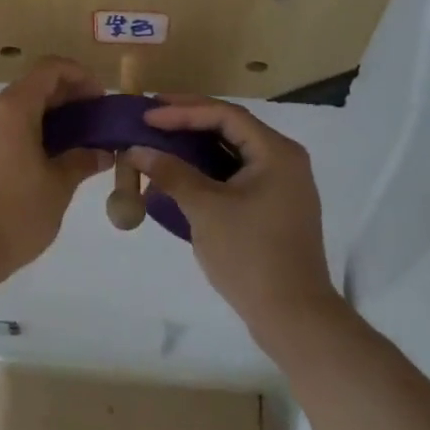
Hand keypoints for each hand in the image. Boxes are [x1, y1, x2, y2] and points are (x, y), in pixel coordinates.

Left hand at [0, 56, 112, 282]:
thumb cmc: (12, 215)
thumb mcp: (57, 189)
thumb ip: (80, 162)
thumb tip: (100, 153)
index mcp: (12, 109)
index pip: (50, 69)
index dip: (79, 76)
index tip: (100, 100)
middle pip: (32, 88)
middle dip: (66, 100)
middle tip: (92, 125)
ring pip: (14, 111)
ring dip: (45, 120)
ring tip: (70, 148)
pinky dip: (24, 135)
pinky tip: (39, 165)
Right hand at [127, 96, 340, 335]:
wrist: (294, 318)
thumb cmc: (250, 256)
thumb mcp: (205, 209)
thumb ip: (171, 173)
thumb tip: (135, 149)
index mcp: (276, 152)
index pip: (224, 115)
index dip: (182, 111)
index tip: (147, 115)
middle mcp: (284, 159)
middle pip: (231, 126)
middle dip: (189, 120)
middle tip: (152, 116)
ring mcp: (282, 184)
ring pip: (233, 150)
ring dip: (197, 143)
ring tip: (161, 138)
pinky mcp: (274, 205)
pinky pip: (237, 172)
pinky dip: (208, 168)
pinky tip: (181, 172)